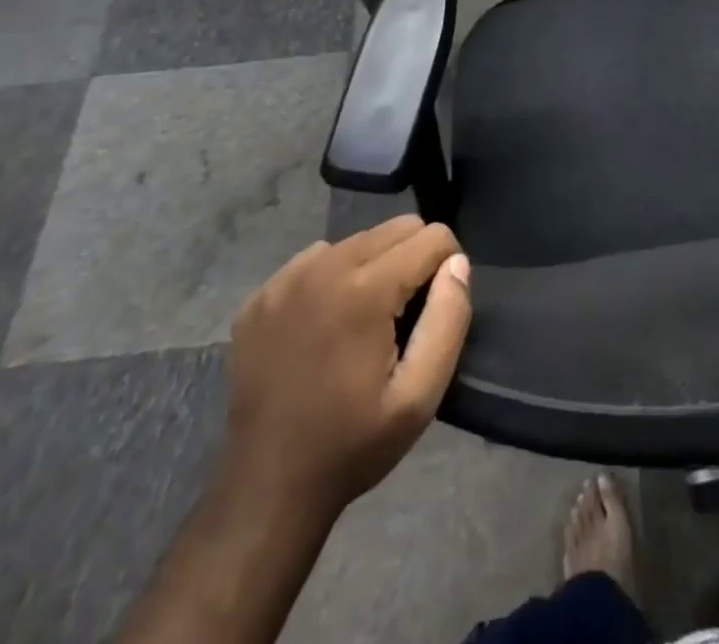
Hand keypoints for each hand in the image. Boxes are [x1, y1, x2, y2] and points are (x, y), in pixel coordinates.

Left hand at [225, 215, 471, 513]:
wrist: (266, 490)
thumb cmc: (352, 445)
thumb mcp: (420, 396)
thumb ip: (449, 319)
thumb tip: (457, 263)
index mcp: (365, 290)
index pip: (432, 236)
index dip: (447, 267)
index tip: (434, 310)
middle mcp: (324, 268)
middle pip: (396, 227)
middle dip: (413, 260)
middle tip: (405, 316)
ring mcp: (286, 279)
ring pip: (358, 239)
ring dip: (374, 266)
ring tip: (366, 321)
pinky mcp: (261, 295)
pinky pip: (317, 258)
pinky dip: (334, 277)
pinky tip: (327, 325)